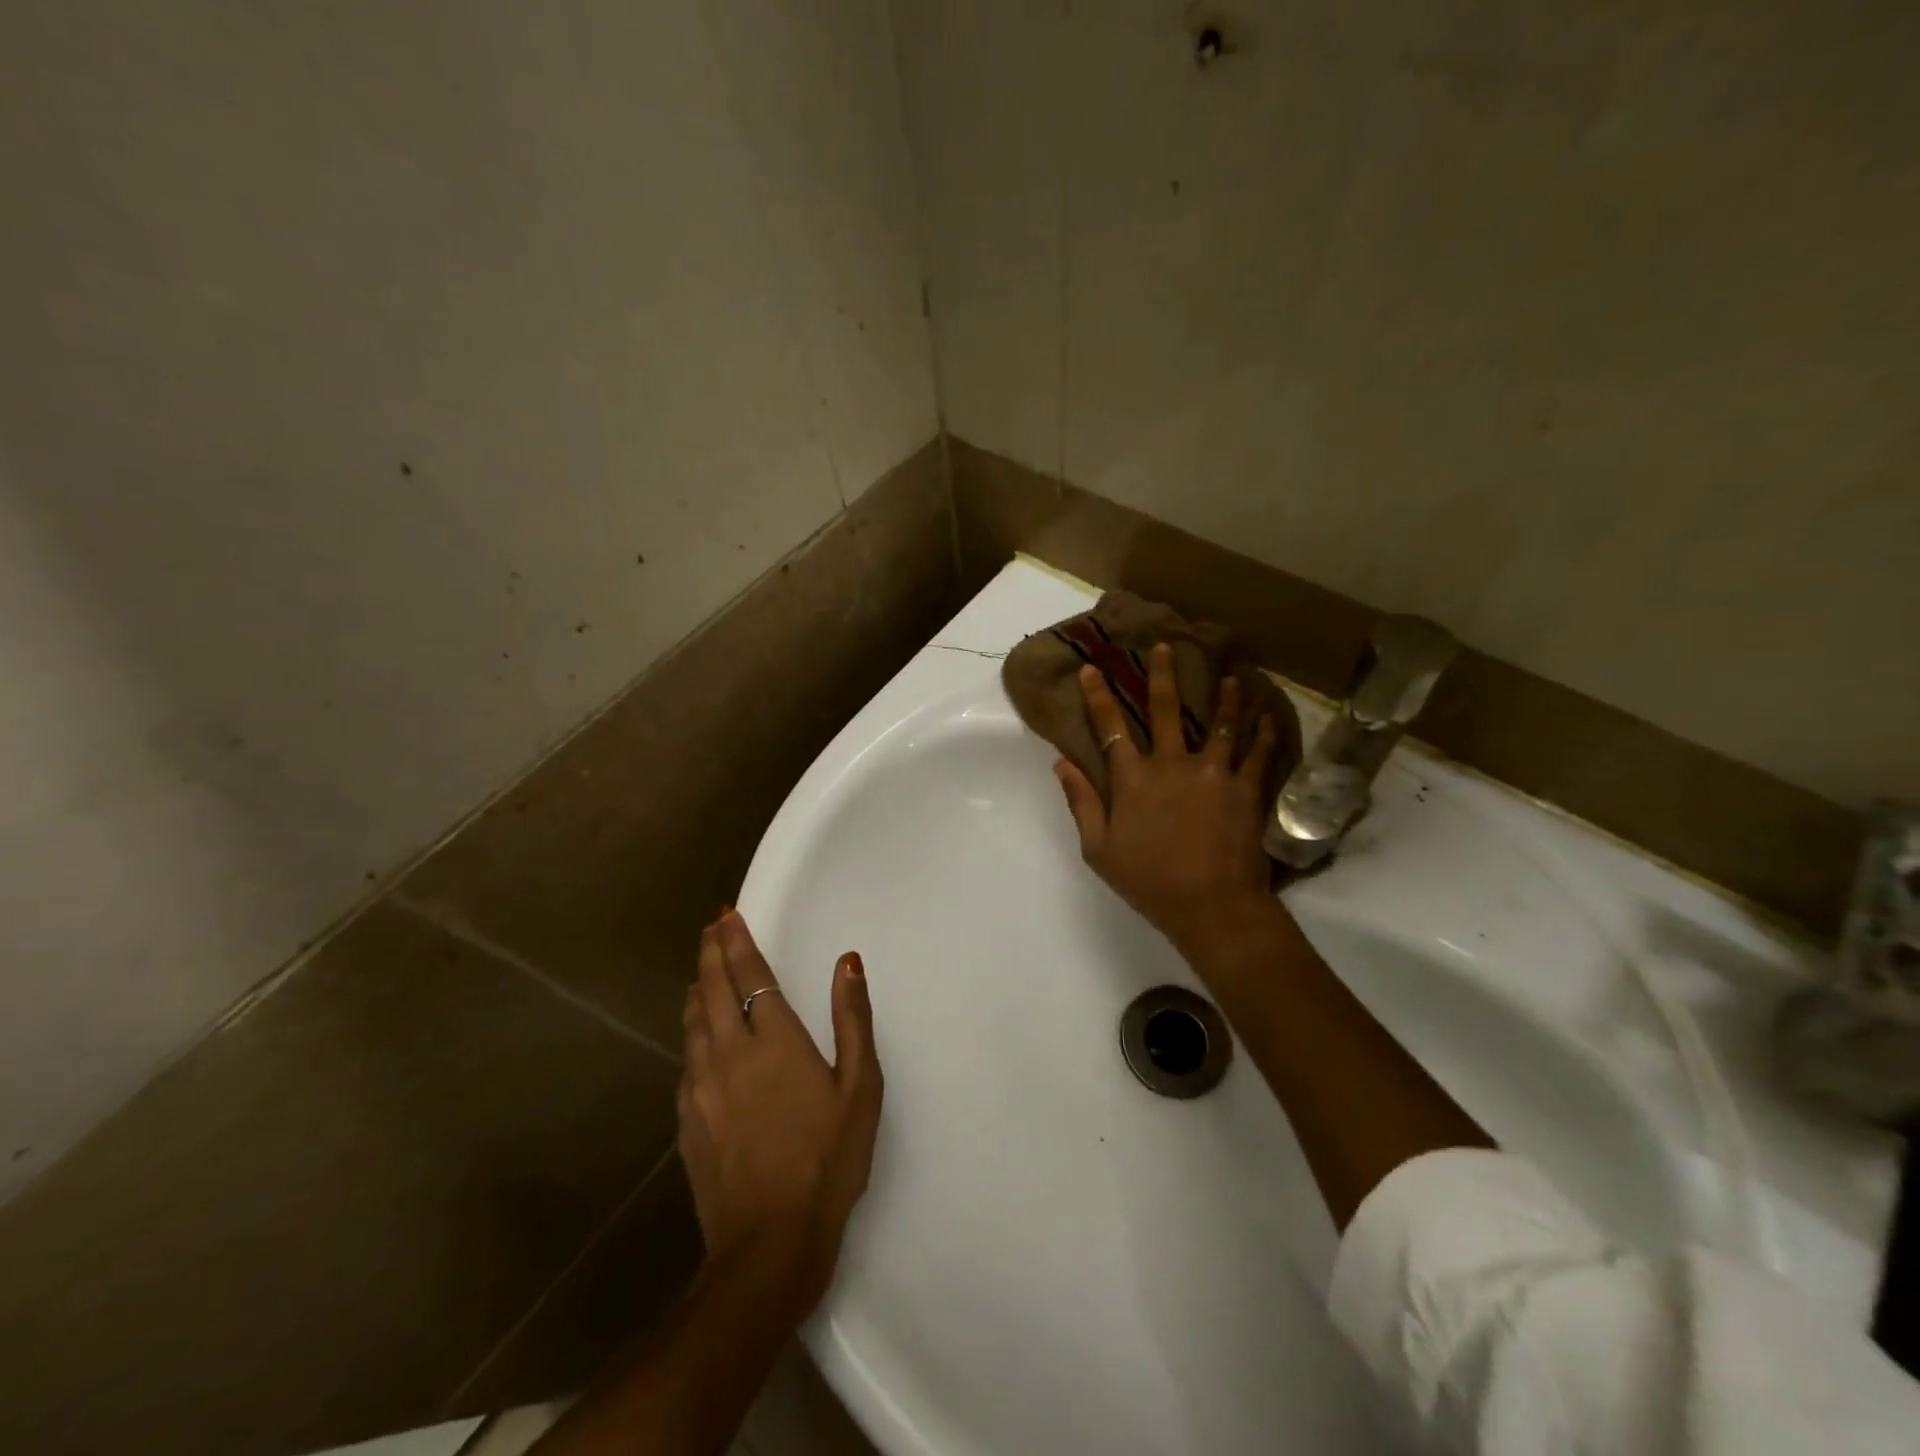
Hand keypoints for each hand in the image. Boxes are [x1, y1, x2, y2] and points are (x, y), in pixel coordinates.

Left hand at [678, 910, 882, 1318]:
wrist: (768, 1245)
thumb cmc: (827, 1159)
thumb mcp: (859, 1087)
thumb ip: (852, 1019)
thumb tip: (848, 962)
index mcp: (774, 1040)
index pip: (750, 976)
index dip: (737, 942)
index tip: (726, 916)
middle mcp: (730, 1053)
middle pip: (713, 989)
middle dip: (711, 954)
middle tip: (710, 929)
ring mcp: (701, 1087)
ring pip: (693, 1022)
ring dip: (698, 989)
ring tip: (702, 971)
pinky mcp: (687, 1119)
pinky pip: (686, 1059)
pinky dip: (692, 1031)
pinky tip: (697, 1036)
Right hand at [1054, 643, 1279, 959]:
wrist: (1211, 905)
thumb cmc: (1149, 881)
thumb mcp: (1099, 849)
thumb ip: (1081, 803)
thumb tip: (1062, 763)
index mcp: (1133, 779)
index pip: (1110, 728)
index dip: (1098, 697)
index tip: (1091, 669)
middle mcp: (1172, 764)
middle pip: (1166, 710)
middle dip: (1161, 675)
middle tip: (1165, 646)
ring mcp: (1212, 773)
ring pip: (1220, 724)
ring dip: (1223, 697)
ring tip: (1229, 676)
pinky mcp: (1245, 789)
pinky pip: (1256, 754)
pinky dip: (1263, 733)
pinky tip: (1269, 716)